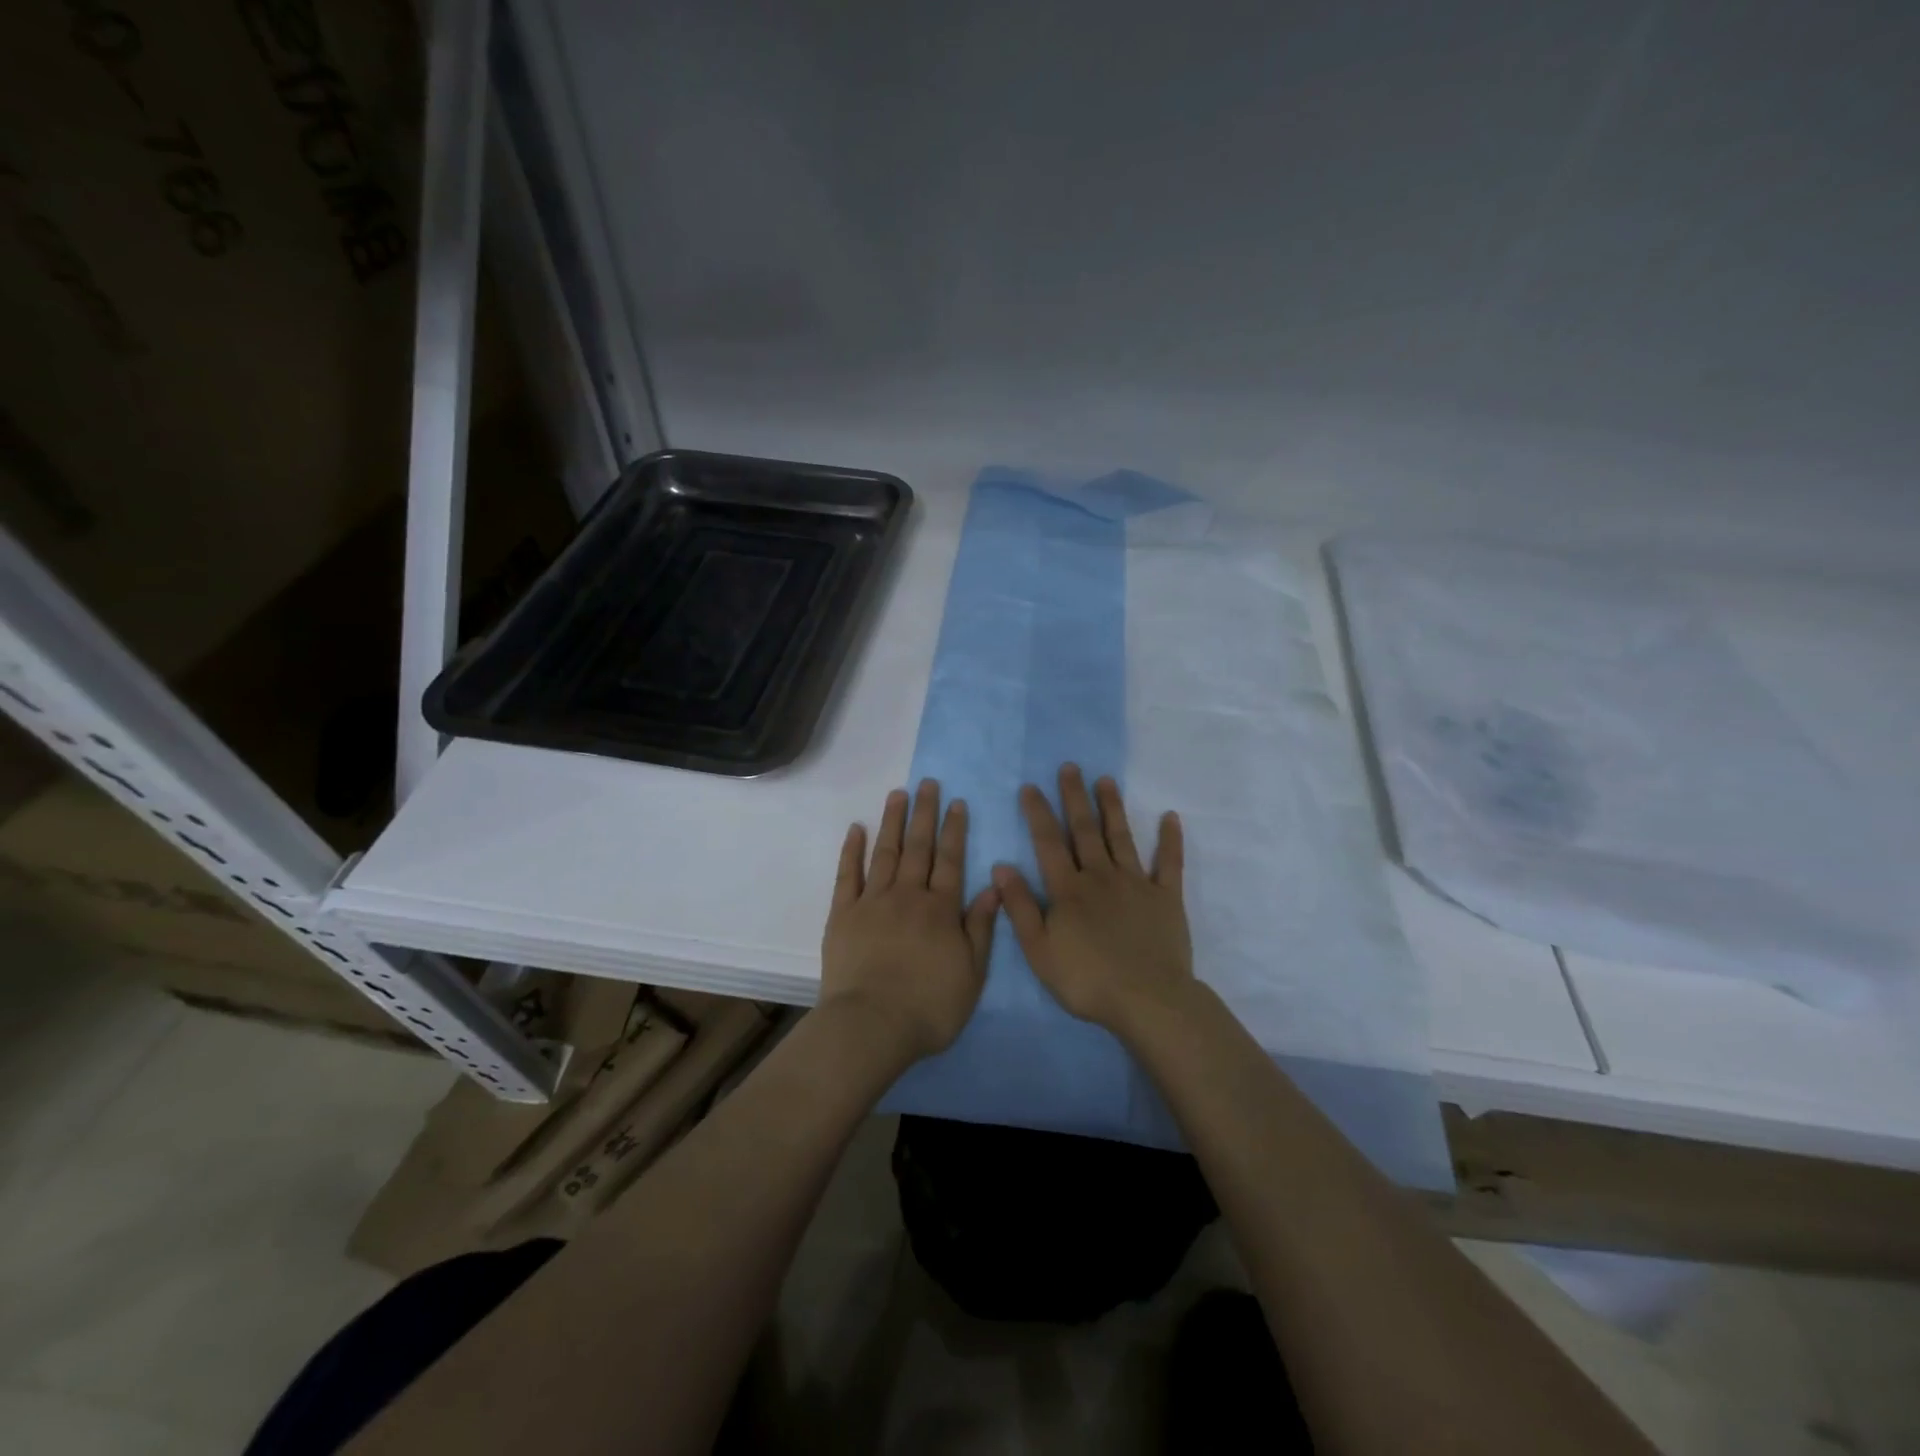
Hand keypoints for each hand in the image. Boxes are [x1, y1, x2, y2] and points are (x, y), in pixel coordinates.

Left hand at [820, 779, 998, 1063]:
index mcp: (941, 909)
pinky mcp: (843, 915)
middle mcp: (908, 895)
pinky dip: (851, 850)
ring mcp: (872, 902)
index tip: (956, 802)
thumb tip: (994, 887)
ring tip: (897, 794)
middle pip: (919, 847)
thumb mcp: (972, 973)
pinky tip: (856, 829)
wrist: (872, 1025)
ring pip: (885, 852)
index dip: (955, 830)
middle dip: (925, 813)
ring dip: (892, 821)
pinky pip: (847, 875)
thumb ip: (981, 928)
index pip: (951, 860)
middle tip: (927, 783)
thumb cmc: (929, 1007)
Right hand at [993, 764, 1193, 1038]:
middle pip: (1084, 830)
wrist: (1147, 1000)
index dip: (1038, 813)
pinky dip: (1170, 840)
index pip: (1048, 843)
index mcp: (1069, 890)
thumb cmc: (1087, 979)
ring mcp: (1137, 884)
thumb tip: (1001, 867)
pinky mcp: (1167, 897)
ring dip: (1112, 807)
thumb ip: (1020, 907)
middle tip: (1070, 767)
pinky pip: (1170, 863)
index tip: (1030, 786)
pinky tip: (1171, 817)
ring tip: (1105, 780)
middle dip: (1074, 797)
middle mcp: (1101, 877)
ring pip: (1121, 837)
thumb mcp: (1039, 950)